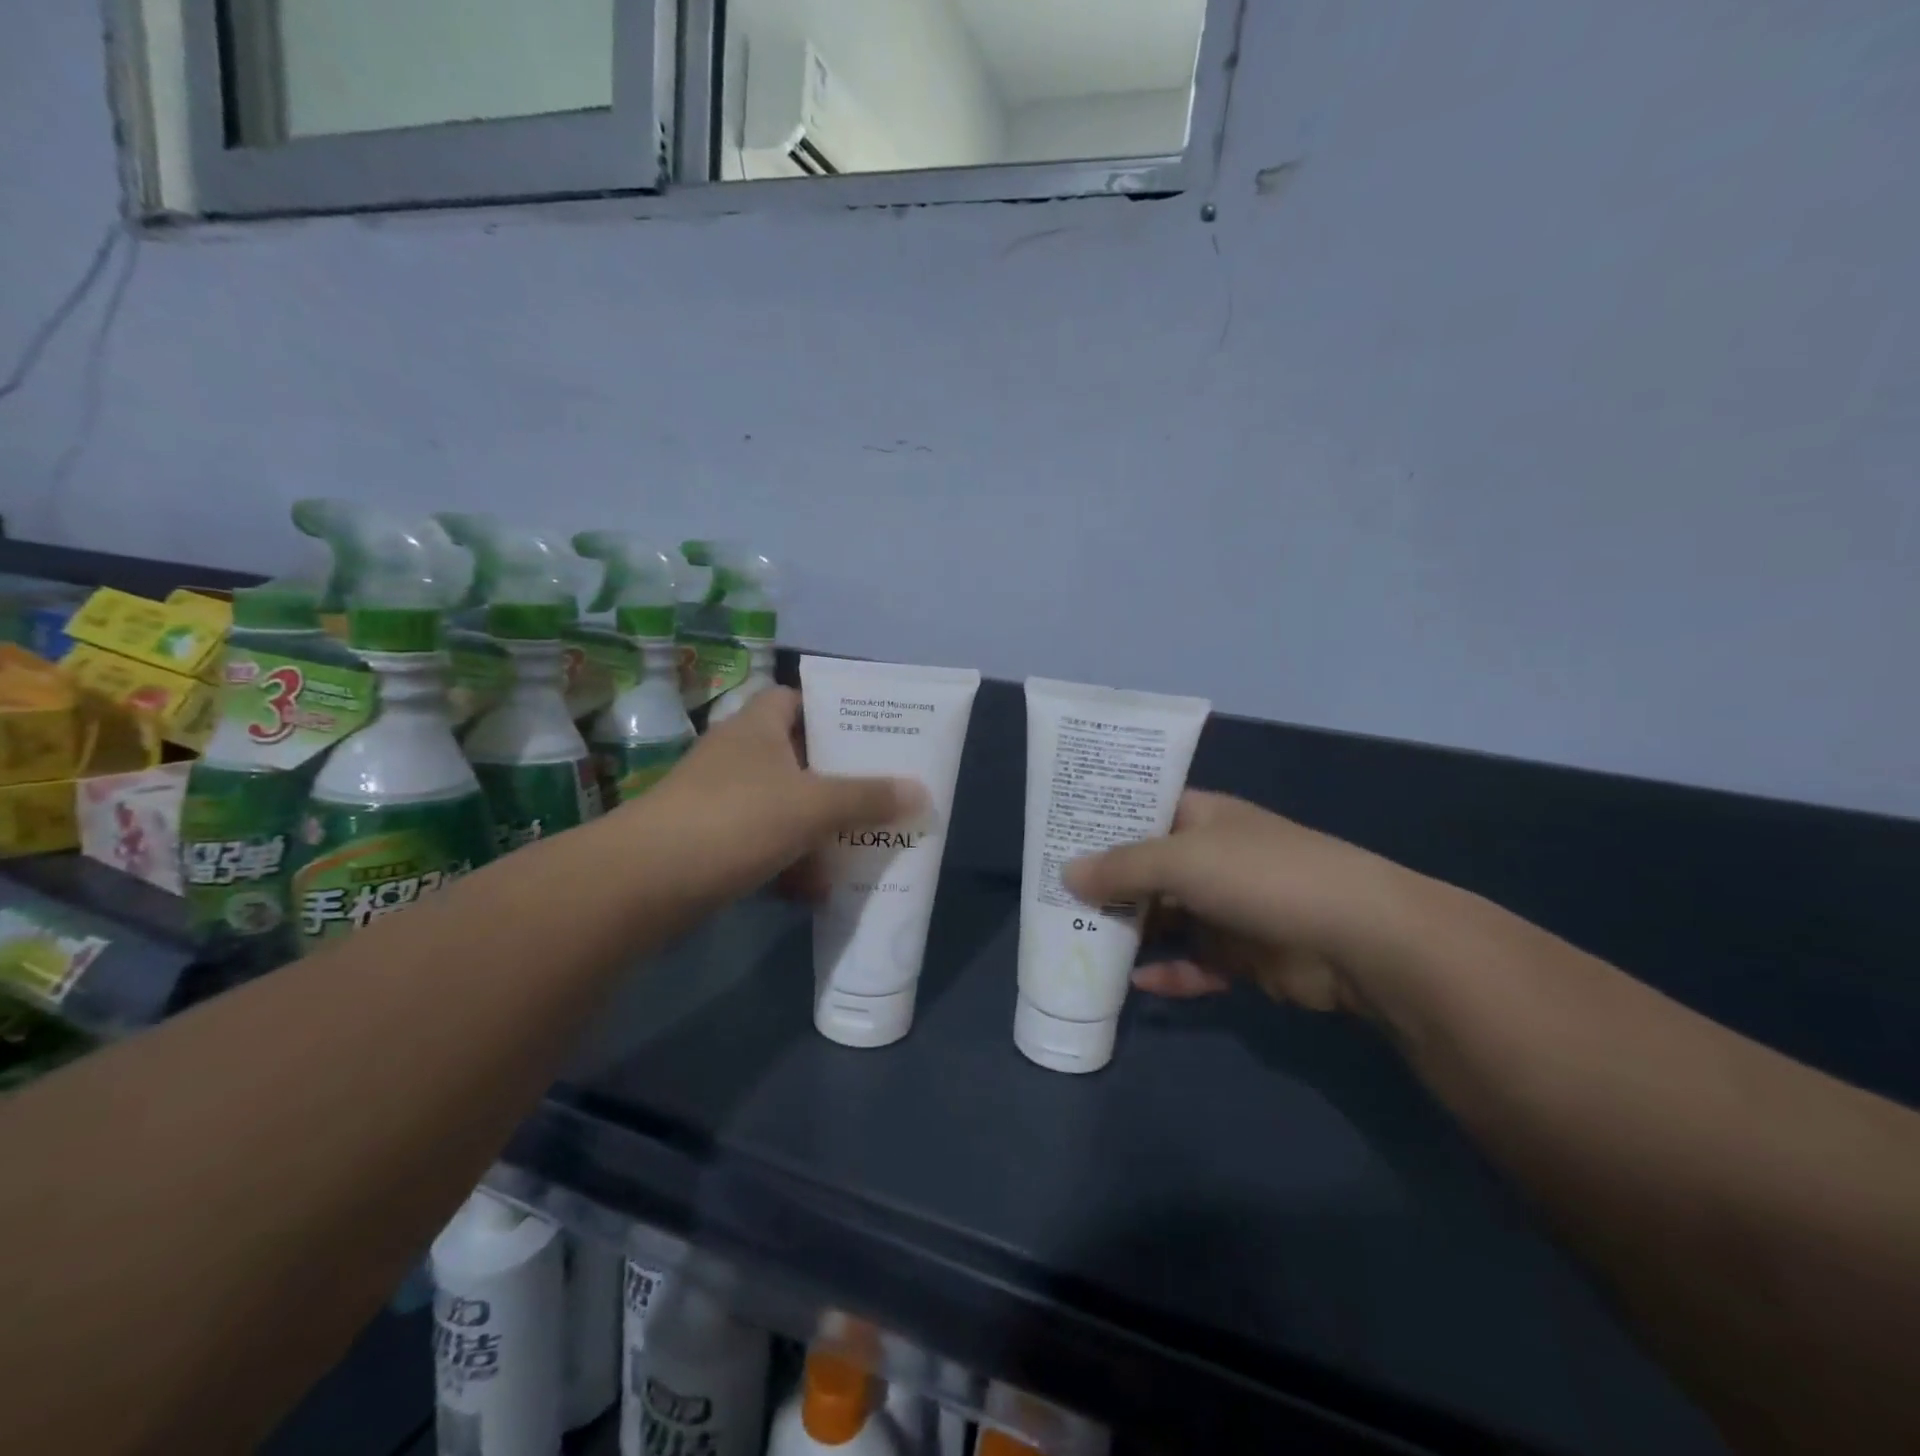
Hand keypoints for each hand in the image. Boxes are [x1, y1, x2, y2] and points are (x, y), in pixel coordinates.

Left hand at [629, 687, 925, 905]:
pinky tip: (813, 892)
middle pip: (797, 757)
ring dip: (817, 829)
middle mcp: (736, 756)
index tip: (868, 733)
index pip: (795, 698)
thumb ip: (868, 797)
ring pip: (783, 806)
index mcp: (756, 727)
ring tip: (858, 849)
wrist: (644, 883)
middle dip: (837, 780)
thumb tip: (921, 792)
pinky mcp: (709, 843)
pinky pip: (763, 845)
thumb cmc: (735, 820)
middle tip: (879, 794)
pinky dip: (788, 864)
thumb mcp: (813, 805)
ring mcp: (719, 800)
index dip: (831, 709)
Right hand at [1063, 791, 1426, 1018]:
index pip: (1142, 811)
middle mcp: (1211, 858)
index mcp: (1201, 818)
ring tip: (1078, 943)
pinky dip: (1167, 973)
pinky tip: (1135, 984)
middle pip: (1146, 869)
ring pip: (1165, 919)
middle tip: (1053, 900)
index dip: (1101, 822)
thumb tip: (1065, 873)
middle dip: (1106, 885)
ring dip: (1130, 933)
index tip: (1057, 838)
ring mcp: (1227, 907)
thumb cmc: (1262, 876)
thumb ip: (1121, 868)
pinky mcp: (1242, 955)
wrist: (1357, 938)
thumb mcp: (1182, 860)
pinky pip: (1193, 962)